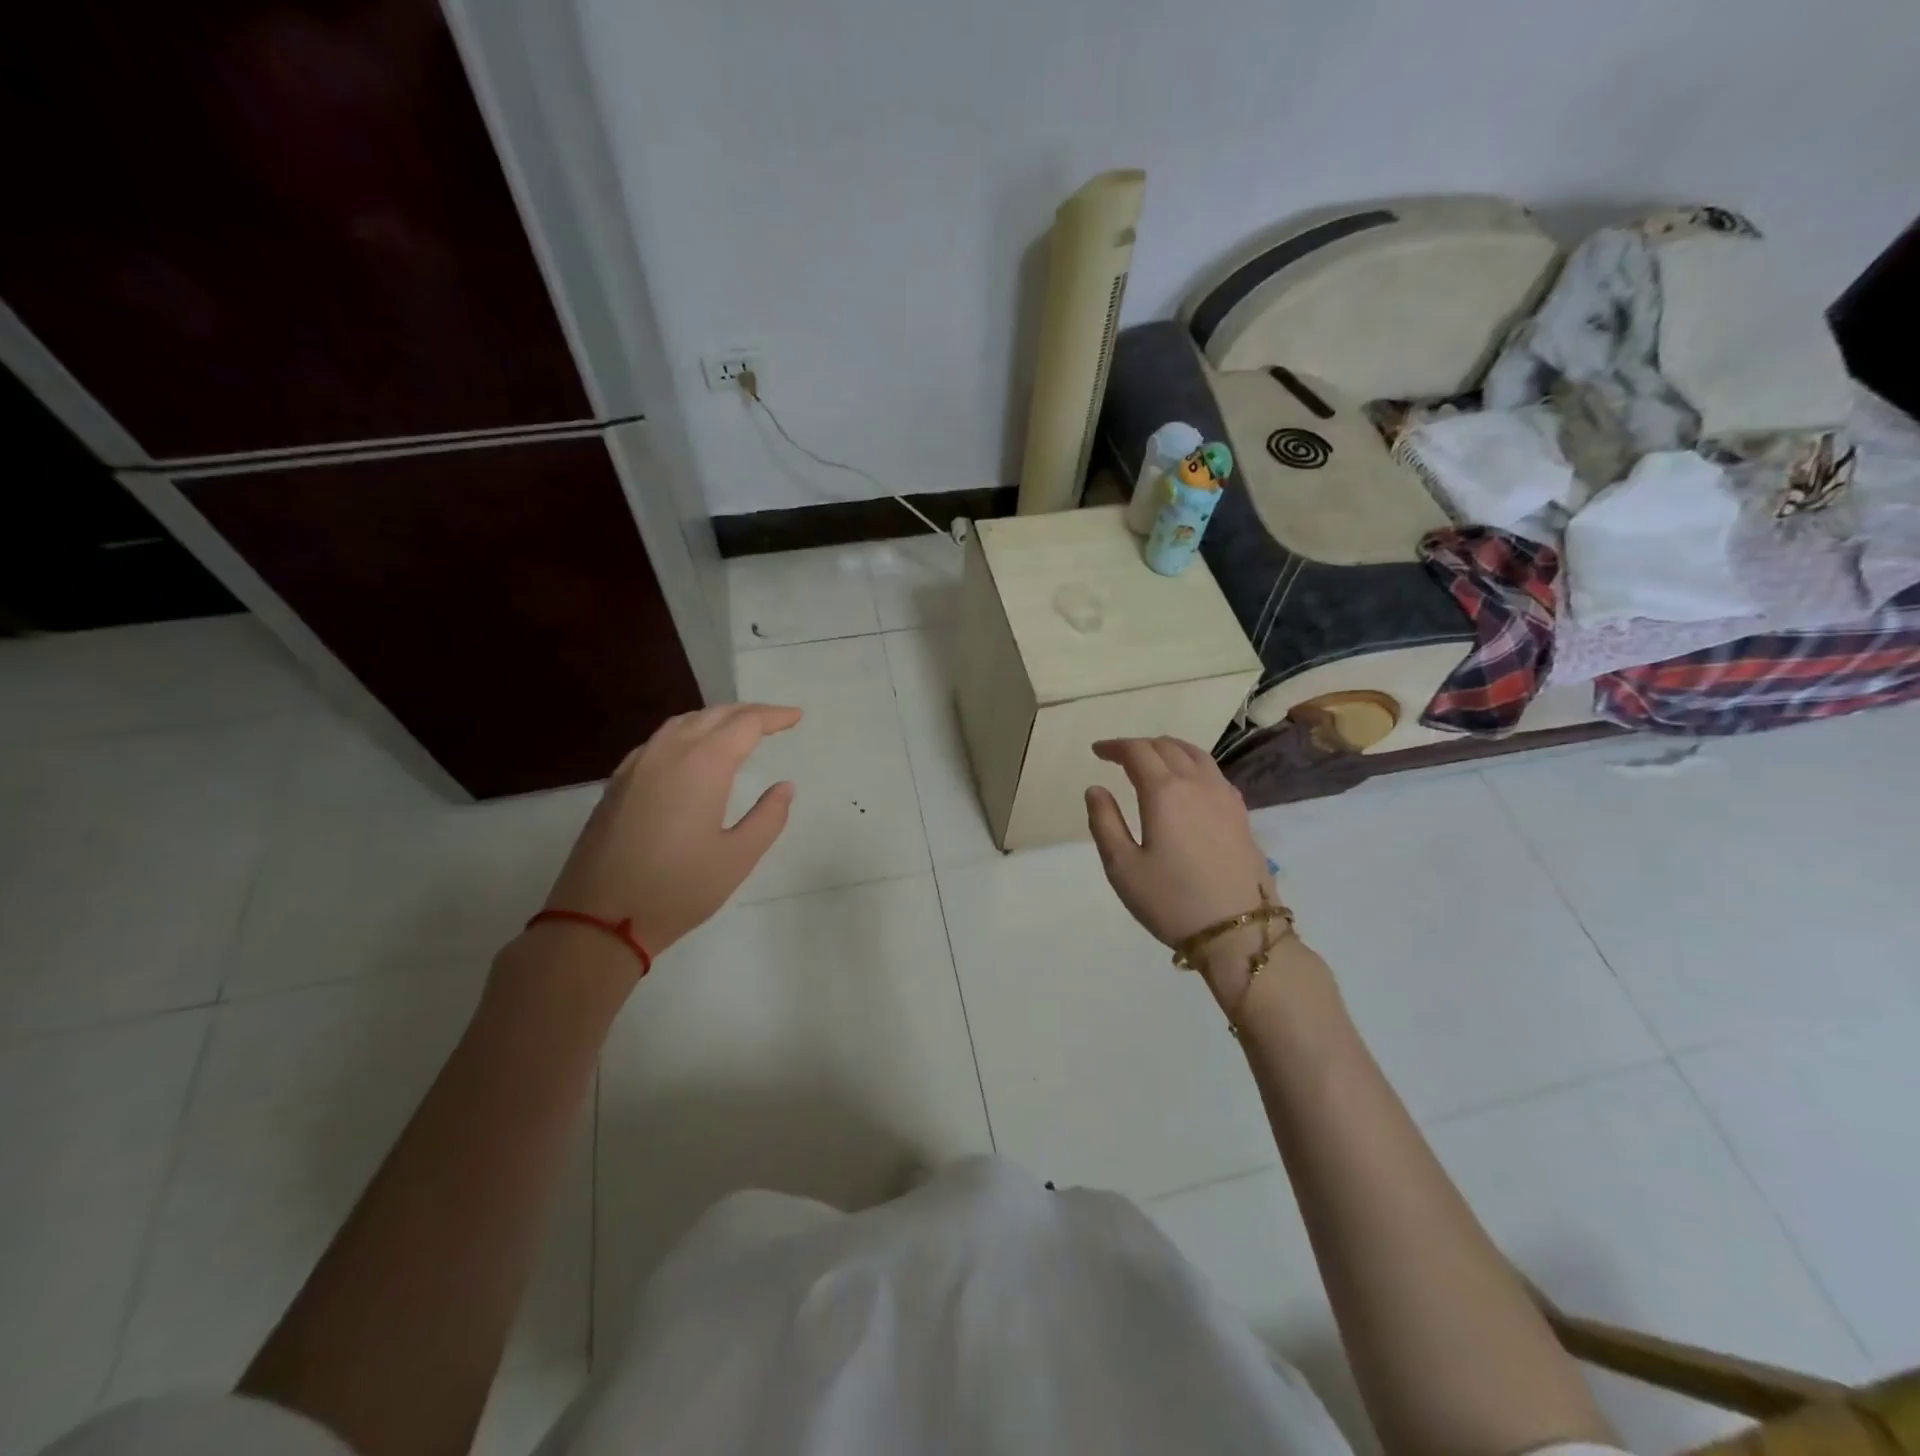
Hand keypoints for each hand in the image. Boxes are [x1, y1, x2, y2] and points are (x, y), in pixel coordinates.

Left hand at [540, 704, 801, 960]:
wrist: (598, 919)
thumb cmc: (678, 889)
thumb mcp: (737, 857)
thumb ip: (768, 817)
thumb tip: (784, 787)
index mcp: (703, 765)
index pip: (745, 724)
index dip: (774, 717)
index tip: (796, 716)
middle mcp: (668, 753)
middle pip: (713, 715)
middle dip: (747, 712)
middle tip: (775, 720)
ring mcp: (637, 766)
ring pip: (681, 723)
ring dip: (714, 718)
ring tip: (737, 729)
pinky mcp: (617, 783)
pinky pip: (658, 740)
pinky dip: (686, 733)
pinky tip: (690, 752)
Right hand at [1085, 737, 1276, 999]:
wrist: (1239, 932)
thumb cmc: (1172, 901)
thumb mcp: (1122, 867)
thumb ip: (1105, 822)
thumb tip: (1095, 789)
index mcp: (1165, 792)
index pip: (1137, 752)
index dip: (1115, 746)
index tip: (1097, 751)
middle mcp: (1197, 783)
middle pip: (1167, 746)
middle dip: (1139, 746)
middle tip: (1119, 757)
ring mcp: (1224, 796)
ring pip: (1195, 754)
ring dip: (1168, 749)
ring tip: (1152, 760)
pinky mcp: (1241, 813)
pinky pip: (1213, 772)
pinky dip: (1191, 764)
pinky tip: (1186, 783)